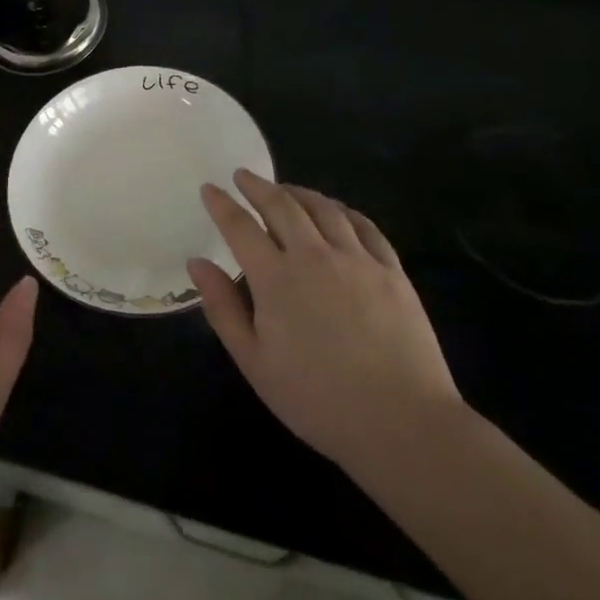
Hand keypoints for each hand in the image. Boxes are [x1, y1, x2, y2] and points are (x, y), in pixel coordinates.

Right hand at [188, 171, 464, 473]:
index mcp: (276, 278)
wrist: (402, 423)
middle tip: (244, 176)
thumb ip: (223, 308)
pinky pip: (364, 226)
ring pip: (324, 209)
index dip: (222, 204)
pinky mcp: (392, 271)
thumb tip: (198, 263)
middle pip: (282, 206)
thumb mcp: (254, 362)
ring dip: (299, 193)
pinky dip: (343, 211)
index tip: (210, 188)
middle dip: (258, 187)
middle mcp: (314, 256)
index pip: (240, 227)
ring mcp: (358, 260)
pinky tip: (337, 212)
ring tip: (285, 189)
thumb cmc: (317, 399)